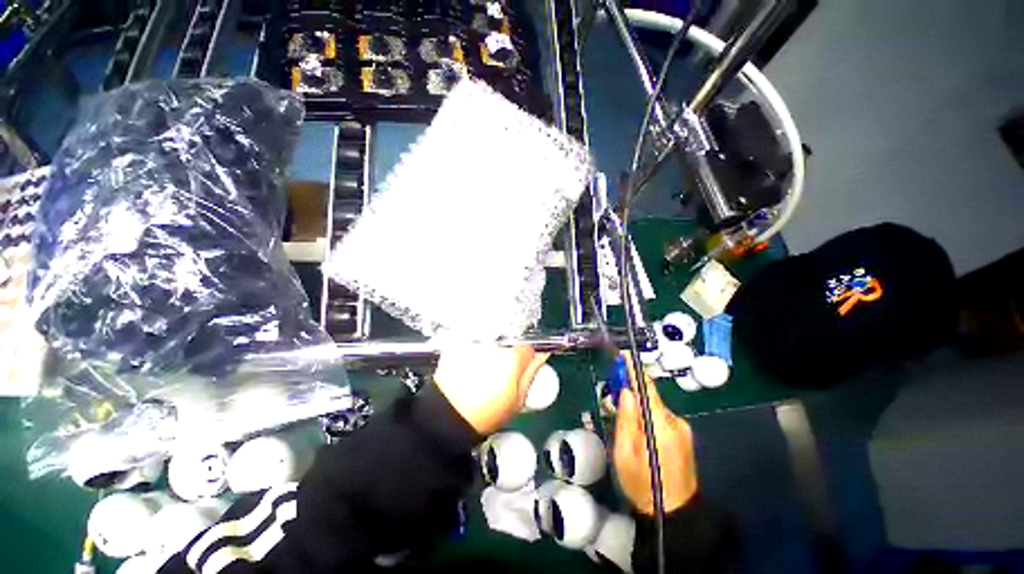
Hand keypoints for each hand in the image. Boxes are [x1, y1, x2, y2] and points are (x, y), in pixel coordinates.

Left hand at [434, 344, 549, 434]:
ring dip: (491, 353)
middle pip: (509, 344)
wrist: (447, 417)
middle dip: (508, 355)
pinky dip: (474, 353)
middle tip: (501, 374)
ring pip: (491, 343)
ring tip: (483, 373)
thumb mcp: (517, 400)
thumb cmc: (485, 414)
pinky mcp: (458, 346)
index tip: (523, 366)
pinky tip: (471, 369)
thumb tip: (542, 356)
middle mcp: (494, 345)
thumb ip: (531, 374)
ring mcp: (475, 344)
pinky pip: (474, 345)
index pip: (528, 347)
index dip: (527, 357)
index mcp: (511, 358)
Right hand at [614, 354, 697, 515]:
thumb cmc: (643, 486)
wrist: (675, 514)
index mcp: (660, 427)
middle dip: (631, 391)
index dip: (634, 370)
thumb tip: (626, 392)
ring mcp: (682, 429)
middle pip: (650, 397)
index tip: (623, 354)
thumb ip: (626, 420)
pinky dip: (647, 415)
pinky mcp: (684, 435)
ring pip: (654, 407)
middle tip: (613, 395)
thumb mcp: (624, 454)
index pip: (647, 389)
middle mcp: (675, 423)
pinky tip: (639, 431)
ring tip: (625, 422)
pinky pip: (661, 416)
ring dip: (639, 406)